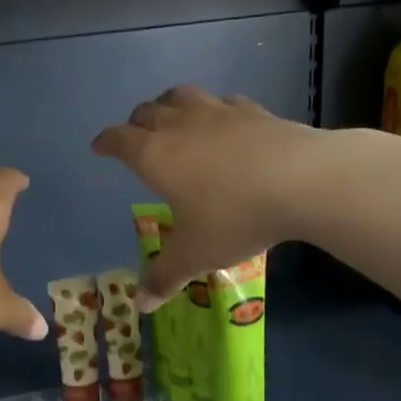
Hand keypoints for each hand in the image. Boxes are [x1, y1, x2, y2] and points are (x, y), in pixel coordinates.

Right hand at [92, 87, 325, 309]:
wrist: (302, 180)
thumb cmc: (234, 217)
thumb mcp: (195, 254)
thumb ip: (164, 276)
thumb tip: (140, 304)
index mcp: (155, 156)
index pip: (119, 140)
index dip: (106, 142)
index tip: (99, 147)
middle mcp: (180, 126)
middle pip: (147, 112)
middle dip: (136, 123)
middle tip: (136, 137)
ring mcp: (218, 113)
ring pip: (182, 96)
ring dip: (169, 104)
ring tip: (172, 116)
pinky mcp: (253, 110)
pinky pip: (224, 102)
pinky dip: (215, 110)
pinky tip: (224, 121)